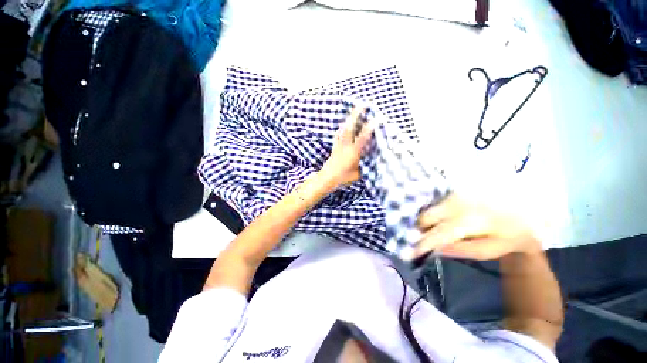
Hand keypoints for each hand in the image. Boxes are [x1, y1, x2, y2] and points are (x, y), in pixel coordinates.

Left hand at [319, 107, 373, 189]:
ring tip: (354, 111)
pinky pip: (338, 135)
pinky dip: (341, 128)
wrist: (327, 179)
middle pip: (349, 128)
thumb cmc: (343, 178)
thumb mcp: (357, 175)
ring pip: (343, 129)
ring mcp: (338, 146)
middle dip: (355, 115)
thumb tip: (371, 161)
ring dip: (349, 119)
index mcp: (352, 153)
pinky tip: (343, 125)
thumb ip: (365, 167)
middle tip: (362, 105)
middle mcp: (345, 146)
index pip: (362, 139)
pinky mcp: (334, 147)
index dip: (368, 129)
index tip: (375, 120)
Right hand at [415, 193, 540, 260]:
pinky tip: (438, 222)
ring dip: (425, 223)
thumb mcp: (491, 249)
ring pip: (427, 210)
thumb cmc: (510, 232)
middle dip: (420, 231)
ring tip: (429, 232)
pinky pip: (433, 205)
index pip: (438, 234)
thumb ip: (462, 250)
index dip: (422, 244)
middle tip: (420, 241)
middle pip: (426, 218)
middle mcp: (457, 204)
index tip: (406, 253)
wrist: (526, 205)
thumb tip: (435, 249)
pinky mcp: (453, 192)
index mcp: (470, 220)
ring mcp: (454, 195)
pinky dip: (431, 216)